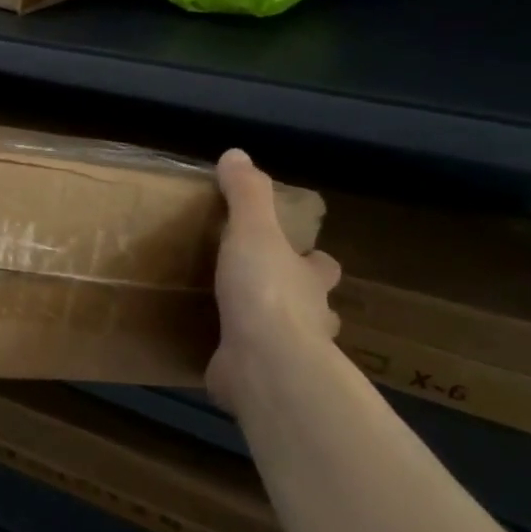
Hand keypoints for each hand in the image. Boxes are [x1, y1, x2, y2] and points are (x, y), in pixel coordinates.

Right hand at [206, 149, 340, 413]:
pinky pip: (246, 364)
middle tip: (257, 287)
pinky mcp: (256, 378)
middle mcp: (307, 317)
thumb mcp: (253, 232)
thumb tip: (236, 154)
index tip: (297, 253)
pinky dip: (234, 358)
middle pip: (310, 303)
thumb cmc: (264, 292)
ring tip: (229, 320)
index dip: (312, 258)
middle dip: (295, 298)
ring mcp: (284, 353)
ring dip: (265, 330)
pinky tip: (209, 350)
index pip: (321, 265)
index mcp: (309, 280)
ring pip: (283, 338)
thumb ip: (246, 195)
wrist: (264, 363)